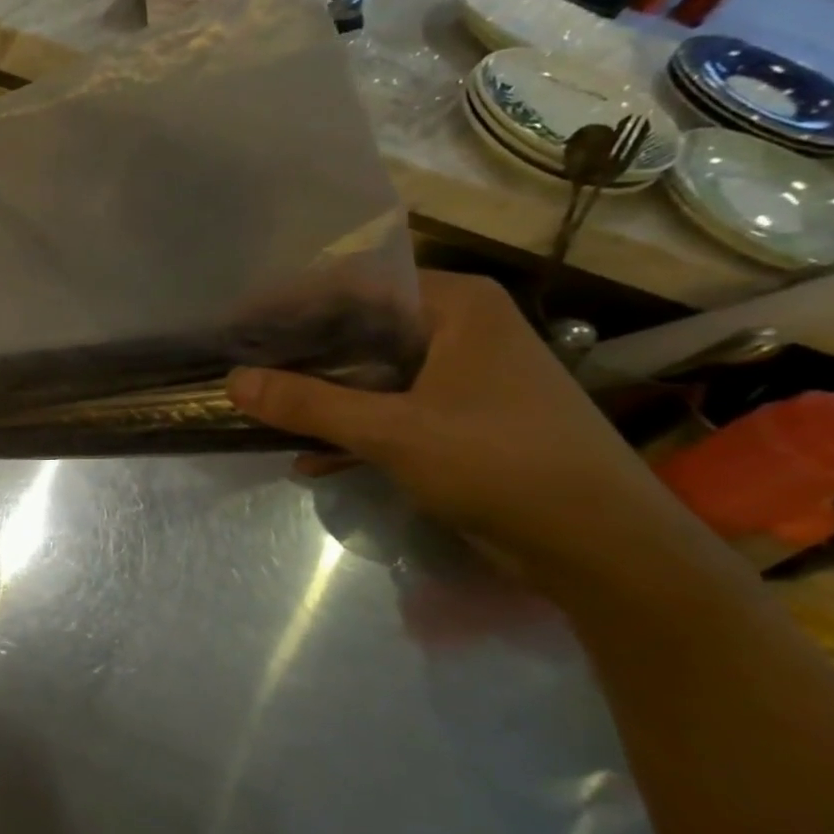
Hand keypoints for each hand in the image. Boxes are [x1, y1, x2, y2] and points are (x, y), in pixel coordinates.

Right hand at [227, 270, 667, 562]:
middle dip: (300, 353)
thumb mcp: (393, 431)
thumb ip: (309, 404)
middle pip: (360, 328)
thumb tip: (232, 380)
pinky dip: (351, 430)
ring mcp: (462, 378)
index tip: (239, 323)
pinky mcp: (460, 421)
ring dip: (320, 396)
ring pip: (371, 374)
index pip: (357, 285)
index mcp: (457, 307)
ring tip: (262, 409)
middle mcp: (460, 330)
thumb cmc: (502, 464)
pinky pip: (389, 411)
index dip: (293, 302)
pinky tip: (308, 460)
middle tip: (242, 366)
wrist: (602, 548)